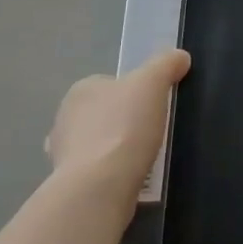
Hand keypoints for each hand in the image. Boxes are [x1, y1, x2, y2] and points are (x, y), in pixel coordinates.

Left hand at [44, 50, 189, 218]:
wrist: (100, 186)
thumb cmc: (124, 126)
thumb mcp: (153, 82)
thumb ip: (166, 64)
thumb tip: (180, 57)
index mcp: (81, 90)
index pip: (110, 84)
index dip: (133, 93)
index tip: (153, 106)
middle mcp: (64, 118)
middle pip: (102, 114)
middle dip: (122, 122)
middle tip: (151, 131)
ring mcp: (62, 154)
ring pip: (96, 144)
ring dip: (114, 149)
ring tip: (142, 158)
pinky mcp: (68, 184)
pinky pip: (95, 171)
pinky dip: (110, 173)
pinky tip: (129, 178)